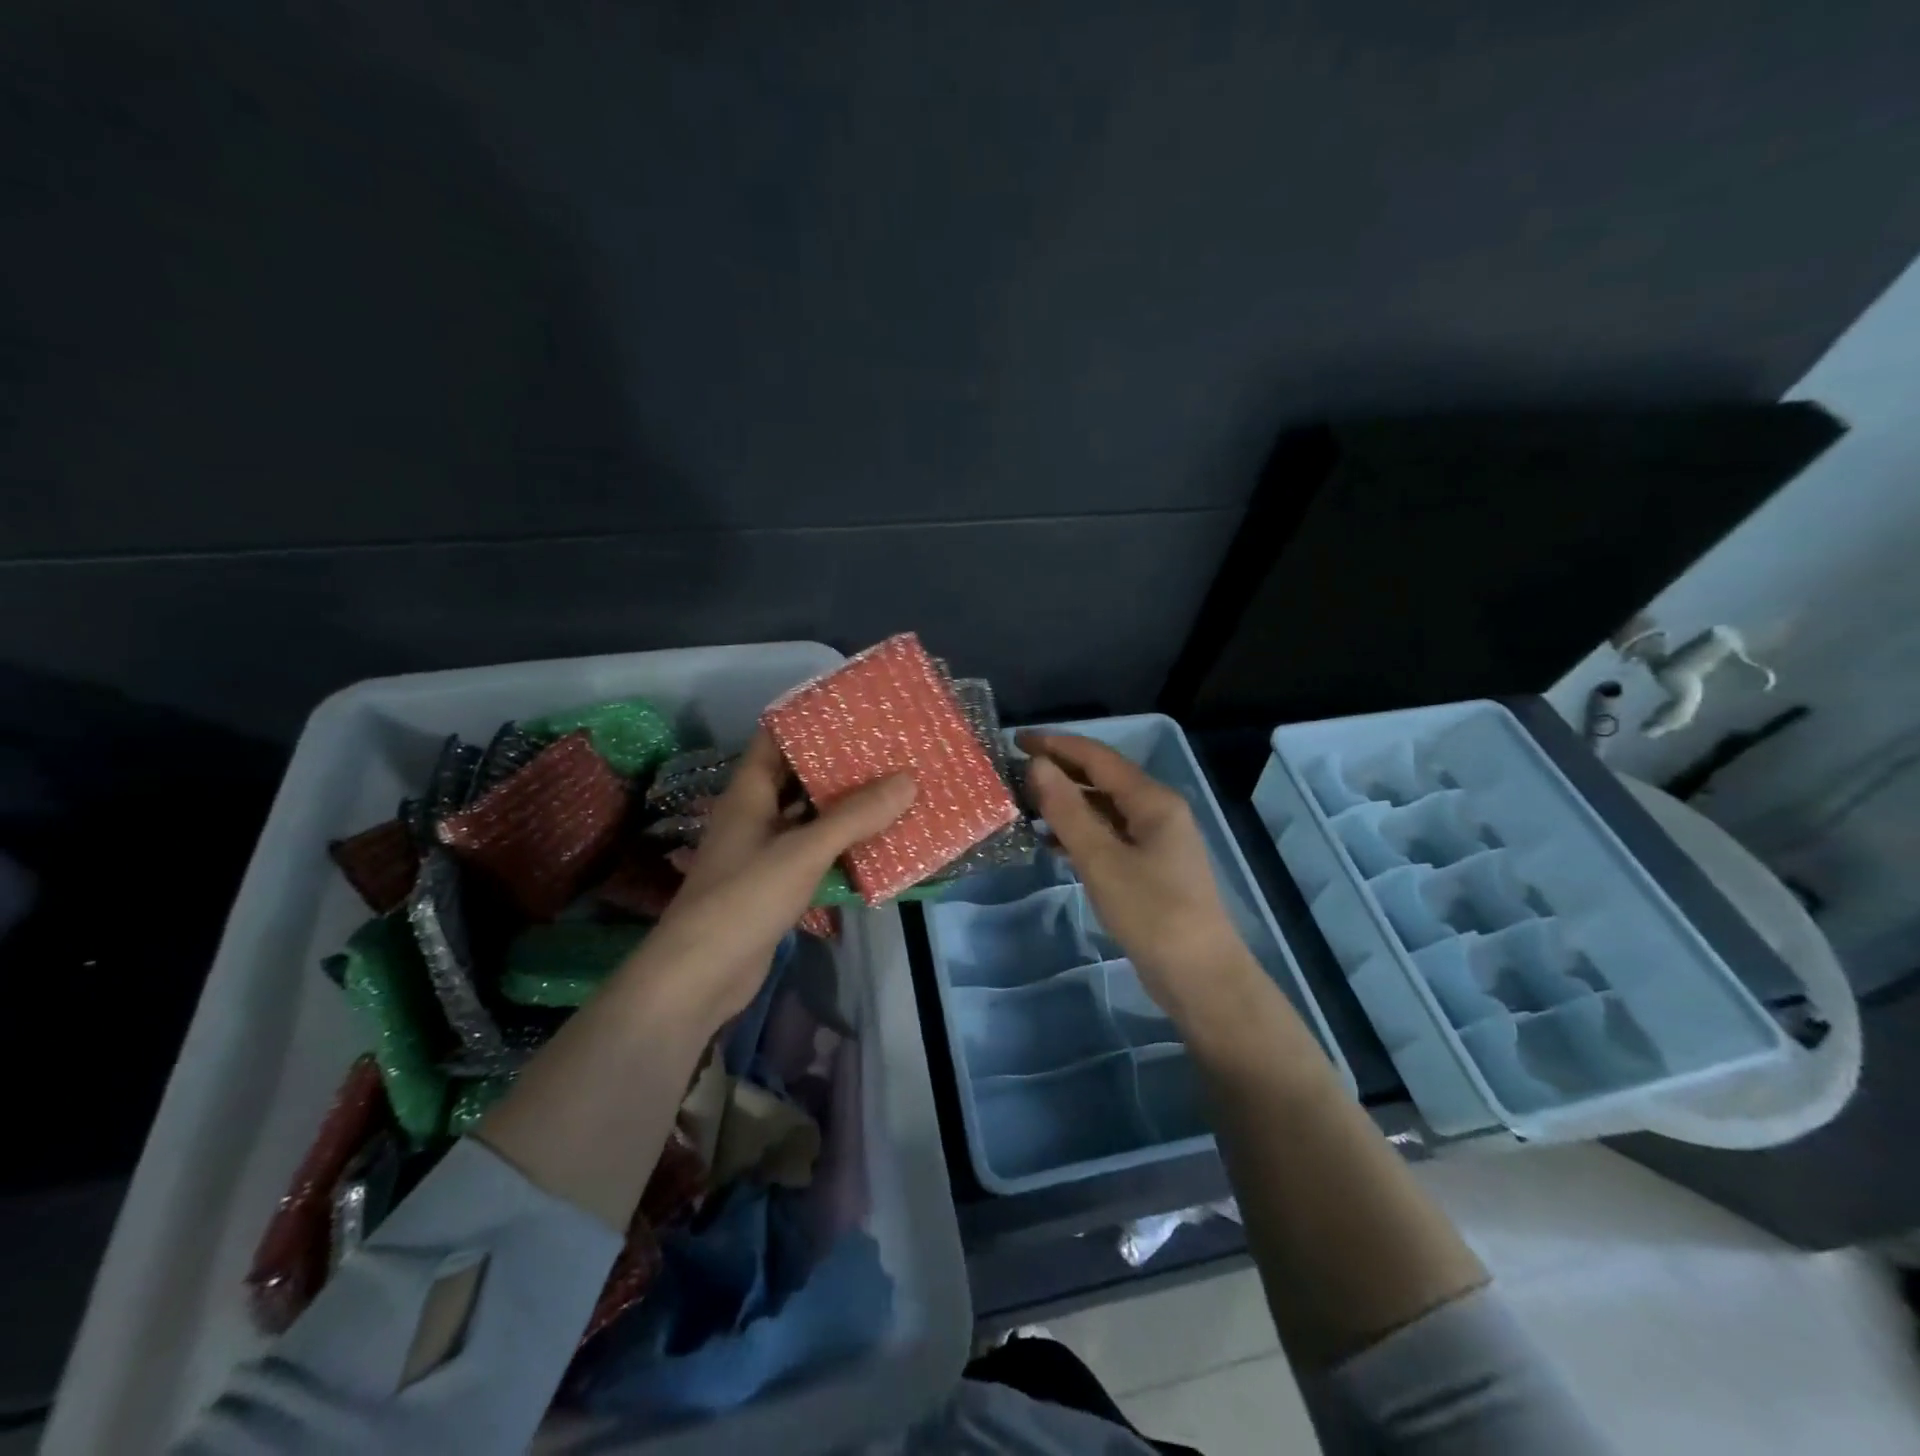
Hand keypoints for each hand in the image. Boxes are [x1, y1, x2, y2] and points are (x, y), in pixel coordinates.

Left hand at [624, 730, 914, 1030]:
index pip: (774, 739)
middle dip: (838, 764)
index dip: (808, 720)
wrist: (700, 976)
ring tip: (892, 789)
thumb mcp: (803, 851)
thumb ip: (855, 816)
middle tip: (887, 749)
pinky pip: (814, 854)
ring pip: (809, 818)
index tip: (853, 709)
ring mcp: (764, 853)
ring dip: (845, 808)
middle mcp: (755, 816)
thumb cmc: (744, 899)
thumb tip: (908, 779)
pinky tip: (877, 844)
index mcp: (748, 794)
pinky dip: (841, 847)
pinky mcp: (776, 886)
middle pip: (797, 778)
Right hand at [1019, 732, 1256, 1024]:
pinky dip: (1080, 833)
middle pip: (1102, 779)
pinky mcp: (1150, 868)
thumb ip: (1067, 810)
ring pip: (1104, 809)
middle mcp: (1157, 811)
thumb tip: (1037, 765)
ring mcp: (1156, 841)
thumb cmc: (1152, 913)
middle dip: (1060, 772)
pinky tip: (1051, 843)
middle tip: (1016, 771)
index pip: (1098, 757)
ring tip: (1025, 806)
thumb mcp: (1101, 860)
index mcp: (1153, 800)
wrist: (1200, 977)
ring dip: (1067, 804)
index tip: (1016, 739)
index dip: (1057, 745)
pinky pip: (1109, 836)